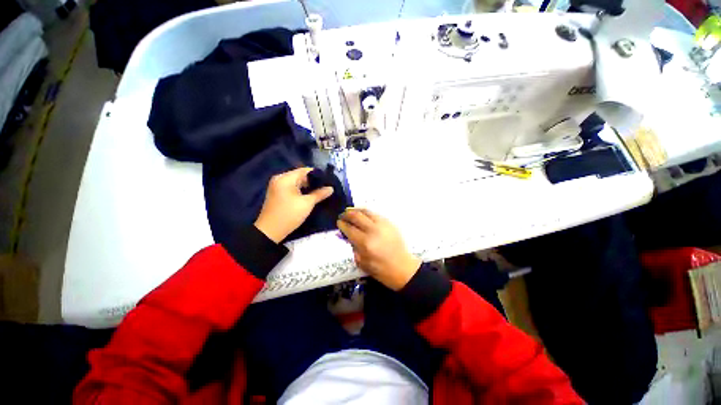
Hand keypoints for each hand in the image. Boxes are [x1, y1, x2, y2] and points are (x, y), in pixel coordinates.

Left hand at [254, 168, 333, 242]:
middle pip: (300, 176)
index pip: (305, 170)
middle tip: (326, 188)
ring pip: (296, 182)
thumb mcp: (307, 203)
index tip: (329, 181)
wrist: (269, 232)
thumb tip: (331, 188)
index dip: (318, 175)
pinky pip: (292, 188)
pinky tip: (310, 196)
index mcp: (286, 178)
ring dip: (308, 187)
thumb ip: (320, 194)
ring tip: (321, 192)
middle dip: (313, 182)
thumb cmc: (289, 214)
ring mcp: (277, 186)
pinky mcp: (277, 194)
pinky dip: (301, 191)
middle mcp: (280, 179)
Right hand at [337, 209, 420, 290]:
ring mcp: (383, 225)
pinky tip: (363, 213)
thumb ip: (353, 248)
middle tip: (342, 215)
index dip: (342, 224)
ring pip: (367, 212)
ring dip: (356, 210)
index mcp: (365, 243)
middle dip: (347, 214)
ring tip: (350, 210)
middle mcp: (373, 230)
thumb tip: (346, 236)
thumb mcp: (362, 263)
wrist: (403, 268)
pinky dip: (367, 212)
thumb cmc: (381, 270)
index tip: (338, 222)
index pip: (350, 229)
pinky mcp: (390, 223)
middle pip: (357, 217)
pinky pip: (375, 214)